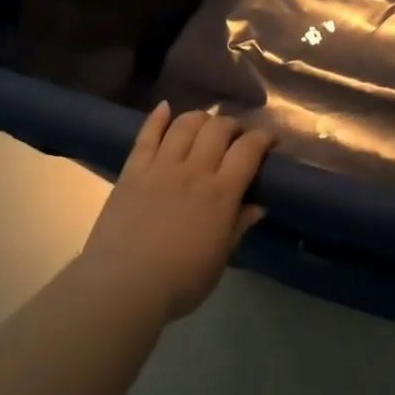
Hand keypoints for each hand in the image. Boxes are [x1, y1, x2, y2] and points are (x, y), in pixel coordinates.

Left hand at [77, 103, 274, 321]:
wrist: (123, 286)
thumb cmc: (180, 281)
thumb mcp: (220, 258)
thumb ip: (238, 226)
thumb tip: (258, 206)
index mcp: (221, 194)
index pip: (248, 150)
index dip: (263, 138)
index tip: (270, 141)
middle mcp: (194, 171)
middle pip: (218, 129)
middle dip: (233, 125)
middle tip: (236, 136)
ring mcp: (160, 168)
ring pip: (185, 125)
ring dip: (200, 118)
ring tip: (206, 123)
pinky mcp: (132, 171)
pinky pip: (146, 136)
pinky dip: (157, 117)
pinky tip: (164, 107)